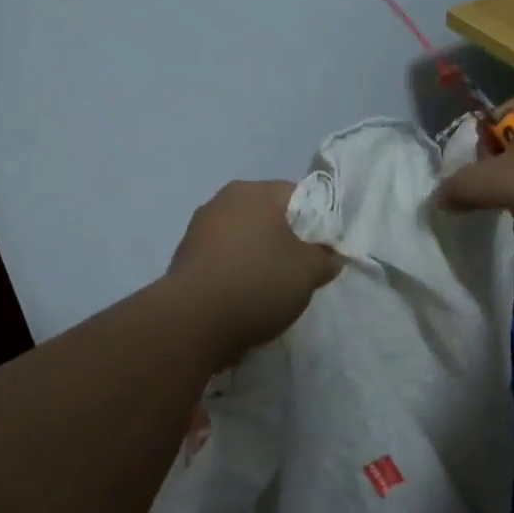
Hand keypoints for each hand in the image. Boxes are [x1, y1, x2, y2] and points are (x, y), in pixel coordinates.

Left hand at [168, 180, 341, 362]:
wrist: (192, 321)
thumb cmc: (259, 282)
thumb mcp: (309, 272)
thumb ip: (326, 259)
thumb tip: (329, 257)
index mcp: (256, 192)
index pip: (299, 196)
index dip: (318, 222)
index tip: (323, 250)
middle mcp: (223, 200)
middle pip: (268, 215)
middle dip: (286, 239)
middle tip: (300, 269)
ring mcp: (198, 228)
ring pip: (243, 237)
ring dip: (258, 255)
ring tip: (271, 288)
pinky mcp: (184, 257)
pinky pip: (222, 258)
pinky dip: (235, 271)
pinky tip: (243, 296)